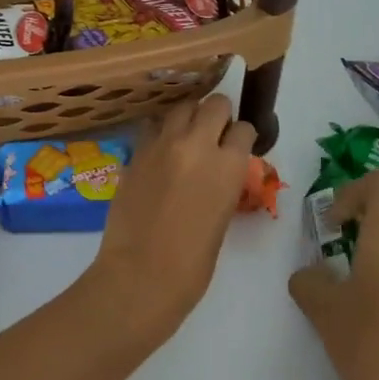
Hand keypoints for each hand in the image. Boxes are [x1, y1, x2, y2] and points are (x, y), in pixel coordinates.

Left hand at [87, 95, 255, 335]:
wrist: (140, 275)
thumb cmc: (192, 264)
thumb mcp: (222, 218)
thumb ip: (222, 184)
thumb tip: (217, 172)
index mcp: (228, 166)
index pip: (243, 129)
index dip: (241, 136)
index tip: (237, 145)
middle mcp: (197, 144)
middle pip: (214, 104)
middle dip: (218, 115)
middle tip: (214, 133)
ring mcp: (162, 144)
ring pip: (181, 107)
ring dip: (188, 117)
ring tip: (186, 136)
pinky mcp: (135, 152)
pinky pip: (152, 127)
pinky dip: (160, 132)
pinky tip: (160, 151)